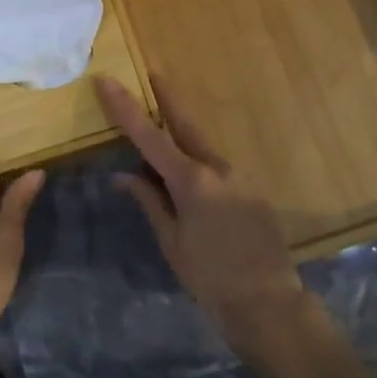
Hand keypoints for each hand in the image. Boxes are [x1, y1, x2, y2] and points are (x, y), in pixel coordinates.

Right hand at [93, 75, 308, 351]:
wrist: (268, 303)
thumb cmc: (209, 277)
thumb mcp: (171, 241)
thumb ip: (149, 201)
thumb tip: (123, 175)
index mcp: (191, 180)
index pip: (149, 136)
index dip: (126, 108)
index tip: (108, 81)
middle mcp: (217, 168)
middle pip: (185, 125)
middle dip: (166, 99)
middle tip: (153, 74)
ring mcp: (239, 177)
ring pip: (203, 149)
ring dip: (182, 139)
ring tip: (163, 145)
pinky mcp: (253, 190)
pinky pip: (218, 169)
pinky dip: (199, 166)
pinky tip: (192, 185)